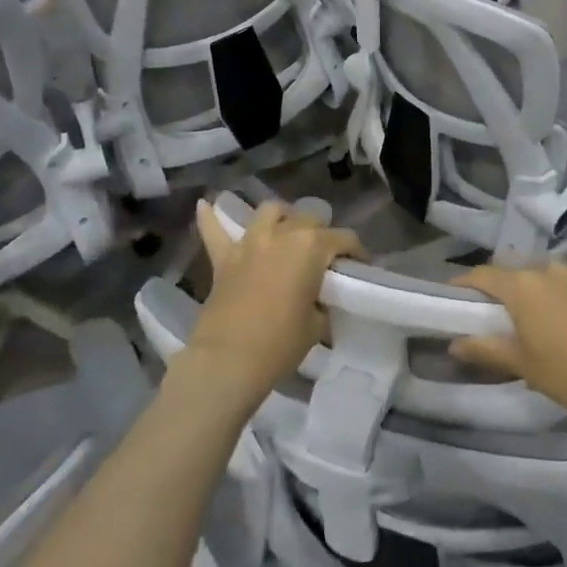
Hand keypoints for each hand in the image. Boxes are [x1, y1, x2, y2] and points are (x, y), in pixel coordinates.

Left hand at [187, 199, 363, 404]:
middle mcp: (282, 234)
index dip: (357, 253)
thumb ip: (321, 302)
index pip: (345, 239)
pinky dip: (210, 217)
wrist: (228, 362)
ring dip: (281, 217)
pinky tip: (206, 204)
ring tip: (286, 231)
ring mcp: (250, 243)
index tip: (360, 267)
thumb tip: (317, 301)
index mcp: (312, 246)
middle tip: (324, 258)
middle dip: (322, 233)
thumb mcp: (317, 324)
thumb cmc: (280, 343)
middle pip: (309, 219)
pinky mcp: (223, 258)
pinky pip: (214, 230)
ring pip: (269, 212)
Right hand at [450, 261, 566, 412]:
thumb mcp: (523, 365)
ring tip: (538, 311)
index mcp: (522, 286)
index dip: (465, 282)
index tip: (454, 295)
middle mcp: (547, 268)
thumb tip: (454, 343)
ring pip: (547, 273)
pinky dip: (566, 290)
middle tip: (497, 310)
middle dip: (503, 286)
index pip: (483, 275)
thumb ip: (486, 349)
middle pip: (515, 271)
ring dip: (537, 287)